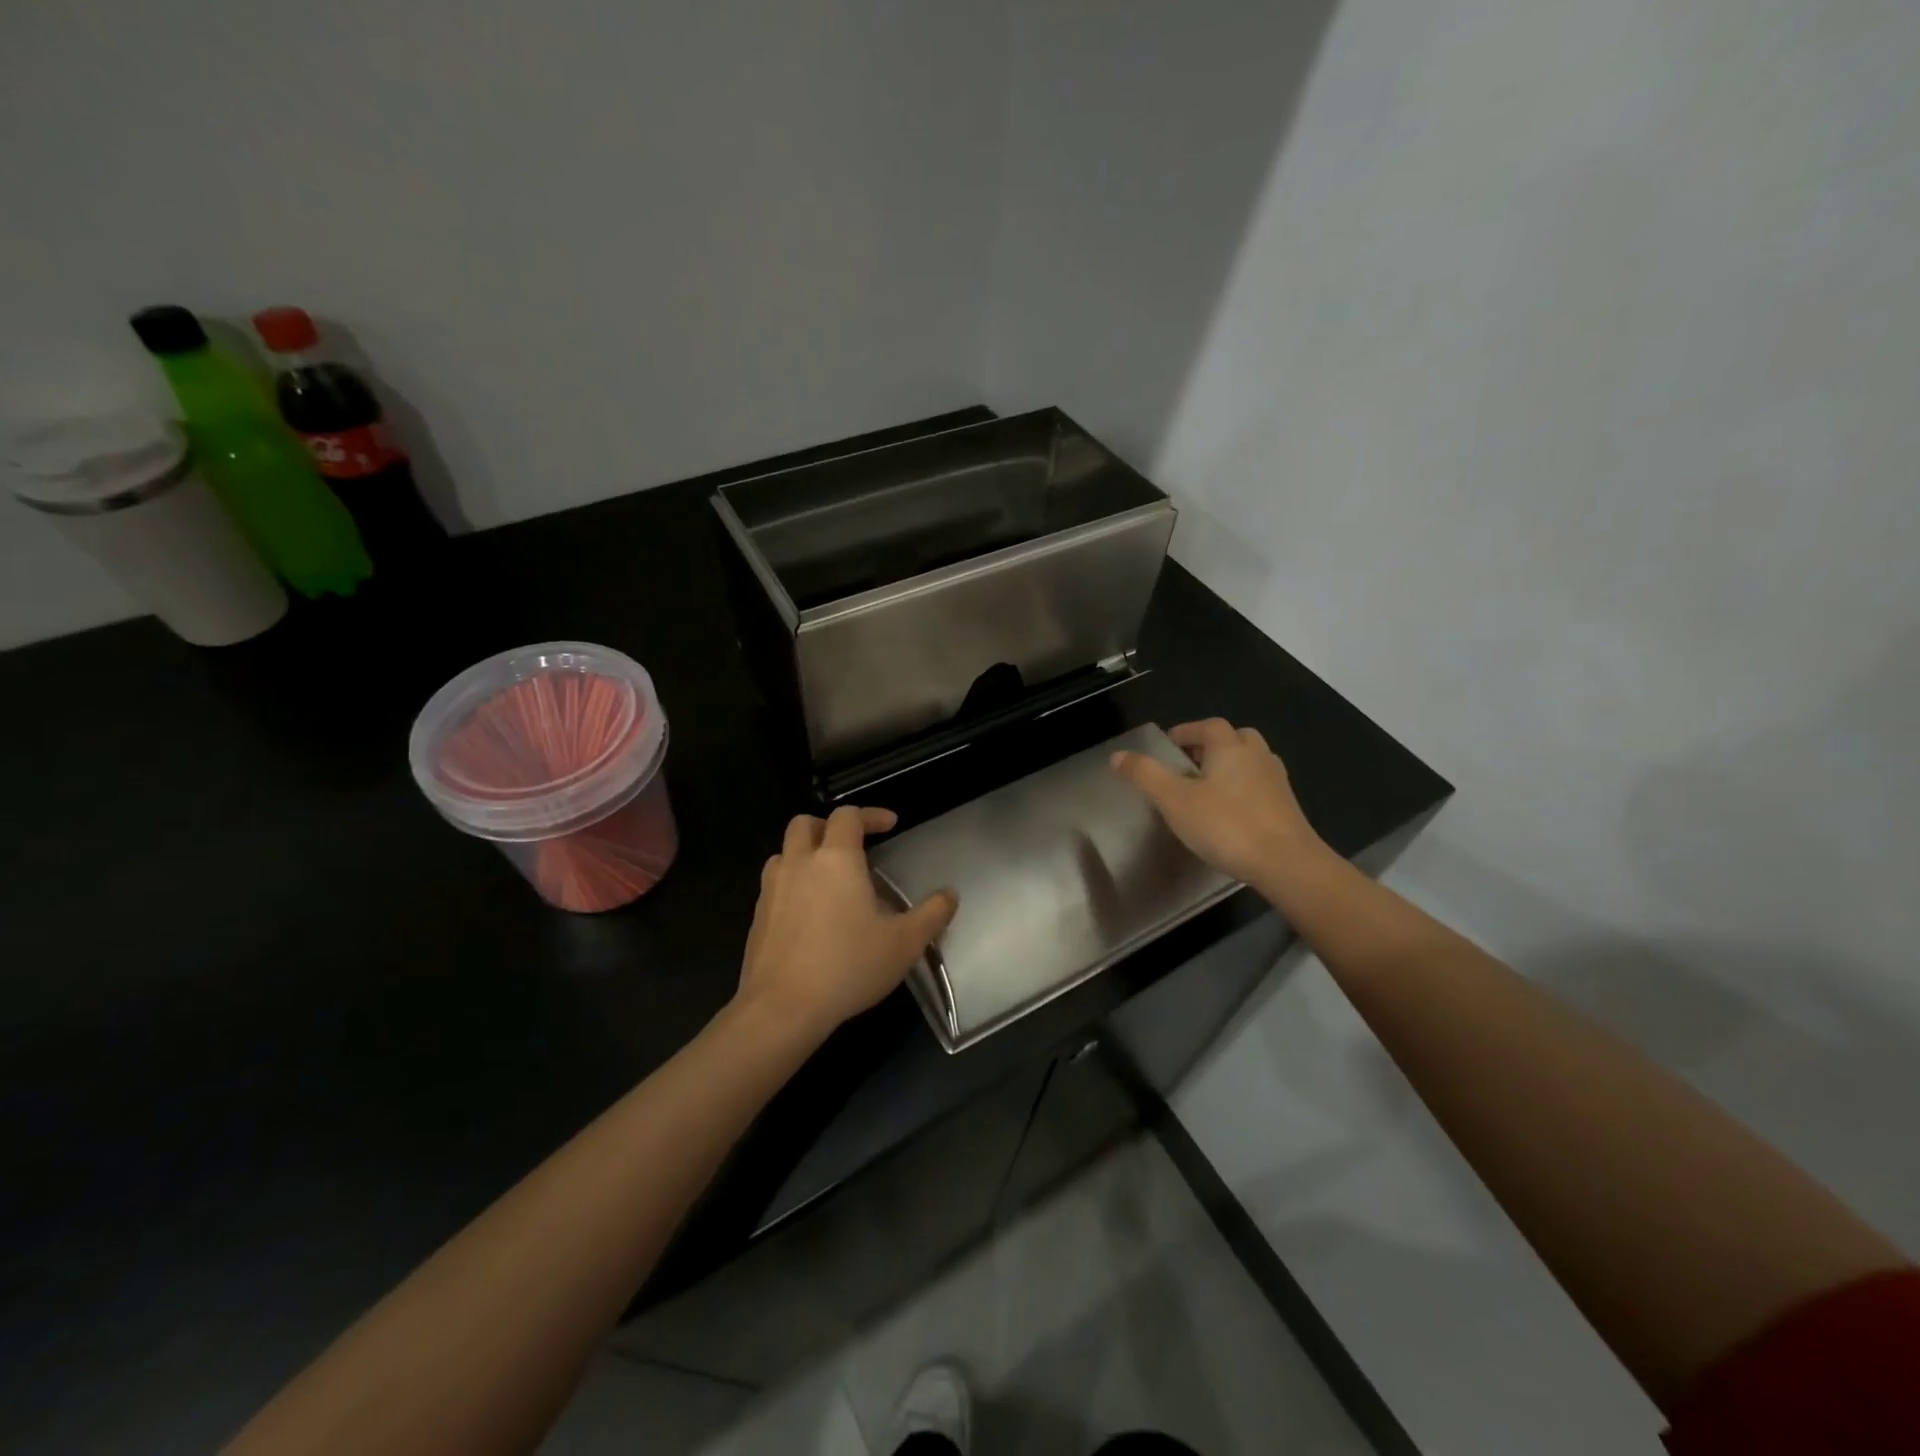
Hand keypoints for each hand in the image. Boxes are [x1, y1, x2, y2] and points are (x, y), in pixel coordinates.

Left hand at [735, 805, 956, 1040]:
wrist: (781, 1008)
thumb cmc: (848, 966)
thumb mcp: (904, 943)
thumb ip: (932, 915)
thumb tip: (950, 895)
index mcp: (836, 859)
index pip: (848, 816)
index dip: (870, 814)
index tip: (890, 825)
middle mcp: (799, 864)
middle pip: (805, 824)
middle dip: (829, 826)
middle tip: (852, 845)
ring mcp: (772, 889)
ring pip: (783, 852)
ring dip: (805, 854)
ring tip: (828, 878)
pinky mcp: (757, 917)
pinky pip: (774, 885)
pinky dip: (792, 884)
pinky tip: (809, 914)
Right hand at [1111, 719, 1325, 890]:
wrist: (1286, 863)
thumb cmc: (1226, 825)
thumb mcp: (1175, 800)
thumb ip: (1146, 775)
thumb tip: (1118, 755)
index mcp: (1230, 747)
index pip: (1207, 726)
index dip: (1186, 731)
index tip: (1168, 744)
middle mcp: (1257, 755)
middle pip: (1234, 738)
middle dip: (1212, 745)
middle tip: (1189, 763)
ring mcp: (1276, 780)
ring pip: (1250, 761)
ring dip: (1230, 765)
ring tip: (1208, 787)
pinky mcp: (1287, 806)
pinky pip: (1260, 785)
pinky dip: (1243, 788)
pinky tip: (1230, 811)